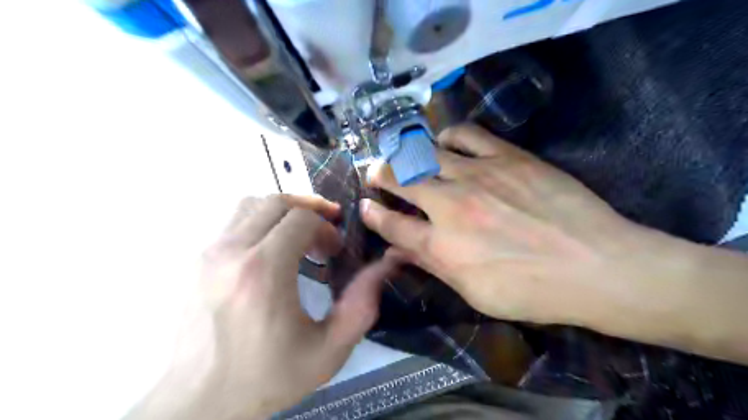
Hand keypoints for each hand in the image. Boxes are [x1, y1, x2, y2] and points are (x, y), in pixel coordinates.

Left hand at [129, 196, 396, 418]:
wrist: (200, 399)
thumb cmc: (267, 376)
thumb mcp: (328, 351)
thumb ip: (361, 305)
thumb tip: (385, 264)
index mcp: (263, 272)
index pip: (301, 218)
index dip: (327, 228)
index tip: (335, 252)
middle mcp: (231, 252)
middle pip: (277, 202)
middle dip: (310, 212)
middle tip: (324, 237)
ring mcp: (208, 253)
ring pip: (253, 204)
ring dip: (284, 214)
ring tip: (299, 238)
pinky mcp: (197, 259)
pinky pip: (235, 221)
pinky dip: (261, 223)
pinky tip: (272, 251)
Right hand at [363, 126, 671, 325]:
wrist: (597, 266)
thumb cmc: (533, 291)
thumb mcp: (475, 294)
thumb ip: (433, 267)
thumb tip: (399, 253)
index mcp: (441, 246)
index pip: (391, 225)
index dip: (372, 215)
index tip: (364, 206)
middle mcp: (450, 206)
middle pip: (399, 179)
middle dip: (379, 174)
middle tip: (374, 172)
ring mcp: (477, 175)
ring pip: (424, 152)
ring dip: (406, 153)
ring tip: (406, 156)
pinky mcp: (505, 156)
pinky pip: (465, 133)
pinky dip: (447, 136)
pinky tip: (445, 144)